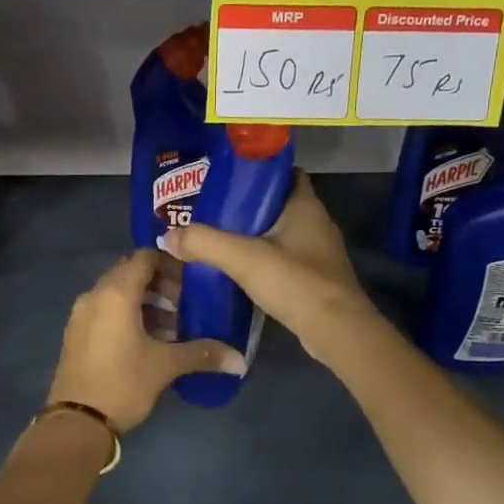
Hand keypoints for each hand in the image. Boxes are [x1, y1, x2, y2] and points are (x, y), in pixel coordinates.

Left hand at [47, 249, 245, 431]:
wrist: (77, 422)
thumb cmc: (123, 383)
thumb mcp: (165, 366)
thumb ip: (203, 354)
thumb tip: (239, 360)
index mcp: (115, 293)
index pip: (144, 257)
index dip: (170, 263)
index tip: (193, 279)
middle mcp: (95, 295)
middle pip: (130, 273)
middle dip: (159, 284)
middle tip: (185, 304)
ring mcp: (81, 314)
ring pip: (117, 293)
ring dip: (145, 302)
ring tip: (171, 326)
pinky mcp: (77, 333)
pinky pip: (106, 310)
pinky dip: (127, 315)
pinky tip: (148, 340)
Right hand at [163, 172, 376, 361]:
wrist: (336, 331)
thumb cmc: (295, 282)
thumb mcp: (242, 258)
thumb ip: (204, 242)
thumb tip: (167, 236)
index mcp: (305, 205)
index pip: (284, 173)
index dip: (256, 172)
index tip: (225, 179)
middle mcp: (316, 223)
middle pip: (277, 205)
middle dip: (246, 207)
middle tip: (210, 211)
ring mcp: (318, 253)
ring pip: (280, 234)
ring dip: (253, 236)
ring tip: (217, 239)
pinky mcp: (315, 279)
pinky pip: (283, 260)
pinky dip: (262, 260)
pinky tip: (238, 270)